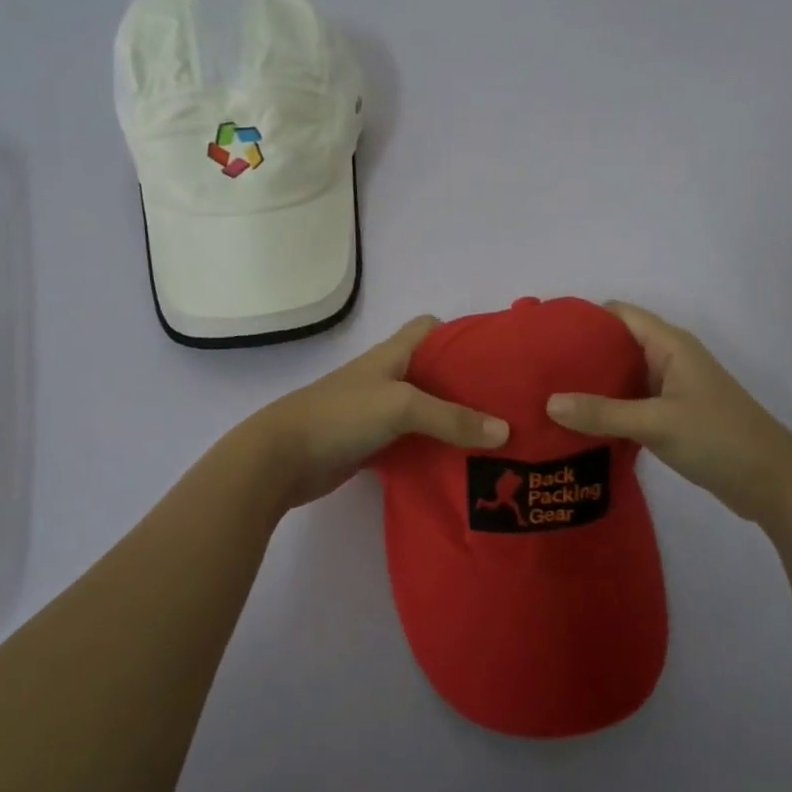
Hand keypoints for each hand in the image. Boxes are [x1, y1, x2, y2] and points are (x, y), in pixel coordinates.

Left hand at [245, 316, 508, 510]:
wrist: (283, 458)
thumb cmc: (341, 415)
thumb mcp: (401, 406)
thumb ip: (452, 418)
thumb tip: (505, 431)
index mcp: (392, 354)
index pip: (430, 328)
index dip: (461, 334)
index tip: (496, 355)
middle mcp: (388, 378)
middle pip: (434, 372)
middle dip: (468, 384)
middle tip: (508, 403)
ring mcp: (378, 412)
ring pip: (426, 409)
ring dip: (454, 421)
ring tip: (496, 436)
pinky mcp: (373, 444)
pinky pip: (413, 441)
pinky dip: (434, 449)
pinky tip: (460, 464)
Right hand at [545, 301, 791, 527]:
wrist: (773, 483)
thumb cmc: (719, 438)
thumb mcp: (656, 423)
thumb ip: (602, 413)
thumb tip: (548, 403)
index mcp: (670, 345)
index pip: (619, 314)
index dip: (583, 318)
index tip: (545, 334)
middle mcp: (669, 358)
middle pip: (617, 344)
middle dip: (580, 354)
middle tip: (538, 369)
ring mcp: (672, 388)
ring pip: (623, 376)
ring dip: (592, 385)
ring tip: (549, 395)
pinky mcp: (673, 415)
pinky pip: (631, 402)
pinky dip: (607, 408)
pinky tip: (579, 423)